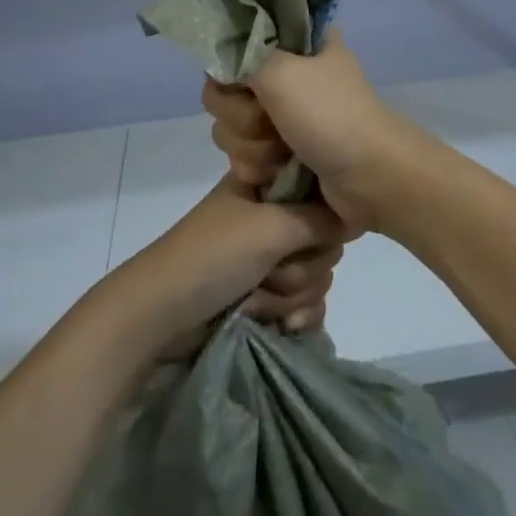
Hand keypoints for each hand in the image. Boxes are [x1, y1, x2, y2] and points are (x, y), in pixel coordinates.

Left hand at [108, 175, 344, 354]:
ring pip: (316, 275)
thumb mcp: (271, 226)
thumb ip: (320, 219)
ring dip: (292, 295)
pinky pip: (306, 305)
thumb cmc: (213, 255)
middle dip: (304, 264)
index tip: (317, 229)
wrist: (161, 315)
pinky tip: (283, 329)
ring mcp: (267, 260)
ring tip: (259, 301)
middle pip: (323, 239)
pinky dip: (296, 317)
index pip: (320, 191)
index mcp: (267, 187)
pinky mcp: (266, 298)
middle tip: (274, 269)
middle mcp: (270, 218)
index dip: (324, 213)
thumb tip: (353, 215)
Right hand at [201, 29, 416, 234]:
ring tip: (282, 152)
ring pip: (229, 126)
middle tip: (271, 120)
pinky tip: (278, 173)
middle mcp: (285, 72)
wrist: (370, 178)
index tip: (244, 80)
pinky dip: (257, 166)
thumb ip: (241, 57)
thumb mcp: (282, 72)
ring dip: (251, 146)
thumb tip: (219, 52)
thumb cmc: (331, 115)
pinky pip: (241, 154)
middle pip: (225, 89)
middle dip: (241, 115)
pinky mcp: (279, 149)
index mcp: (294, 41)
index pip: (236, 40)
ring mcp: (282, 113)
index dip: (232, 63)